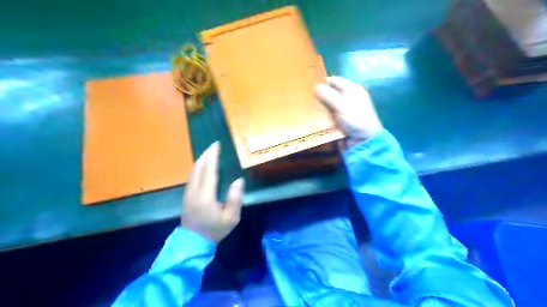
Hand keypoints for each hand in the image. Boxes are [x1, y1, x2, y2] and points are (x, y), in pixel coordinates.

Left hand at [181, 142, 243, 243]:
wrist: (193, 243)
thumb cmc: (215, 230)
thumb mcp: (231, 218)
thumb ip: (235, 198)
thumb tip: (238, 180)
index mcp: (206, 195)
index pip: (209, 170)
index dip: (213, 156)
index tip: (216, 145)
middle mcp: (194, 191)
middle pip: (198, 167)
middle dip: (206, 155)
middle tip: (214, 145)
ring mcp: (188, 193)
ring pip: (193, 171)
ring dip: (200, 160)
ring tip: (208, 153)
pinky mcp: (186, 196)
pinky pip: (191, 176)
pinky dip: (197, 167)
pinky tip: (201, 166)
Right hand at [314, 77, 380, 148]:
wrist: (364, 141)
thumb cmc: (356, 120)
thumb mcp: (342, 106)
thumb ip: (329, 95)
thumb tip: (316, 86)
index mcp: (353, 89)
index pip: (336, 81)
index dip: (323, 82)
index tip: (309, 86)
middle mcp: (350, 97)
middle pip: (332, 92)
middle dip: (320, 94)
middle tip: (306, 97)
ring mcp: (346, 109)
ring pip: (330, 103)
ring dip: (321, 106)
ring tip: (307, 107)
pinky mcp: (343, 120)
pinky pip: (331, 114)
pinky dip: (324, 115)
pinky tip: (314, 117)